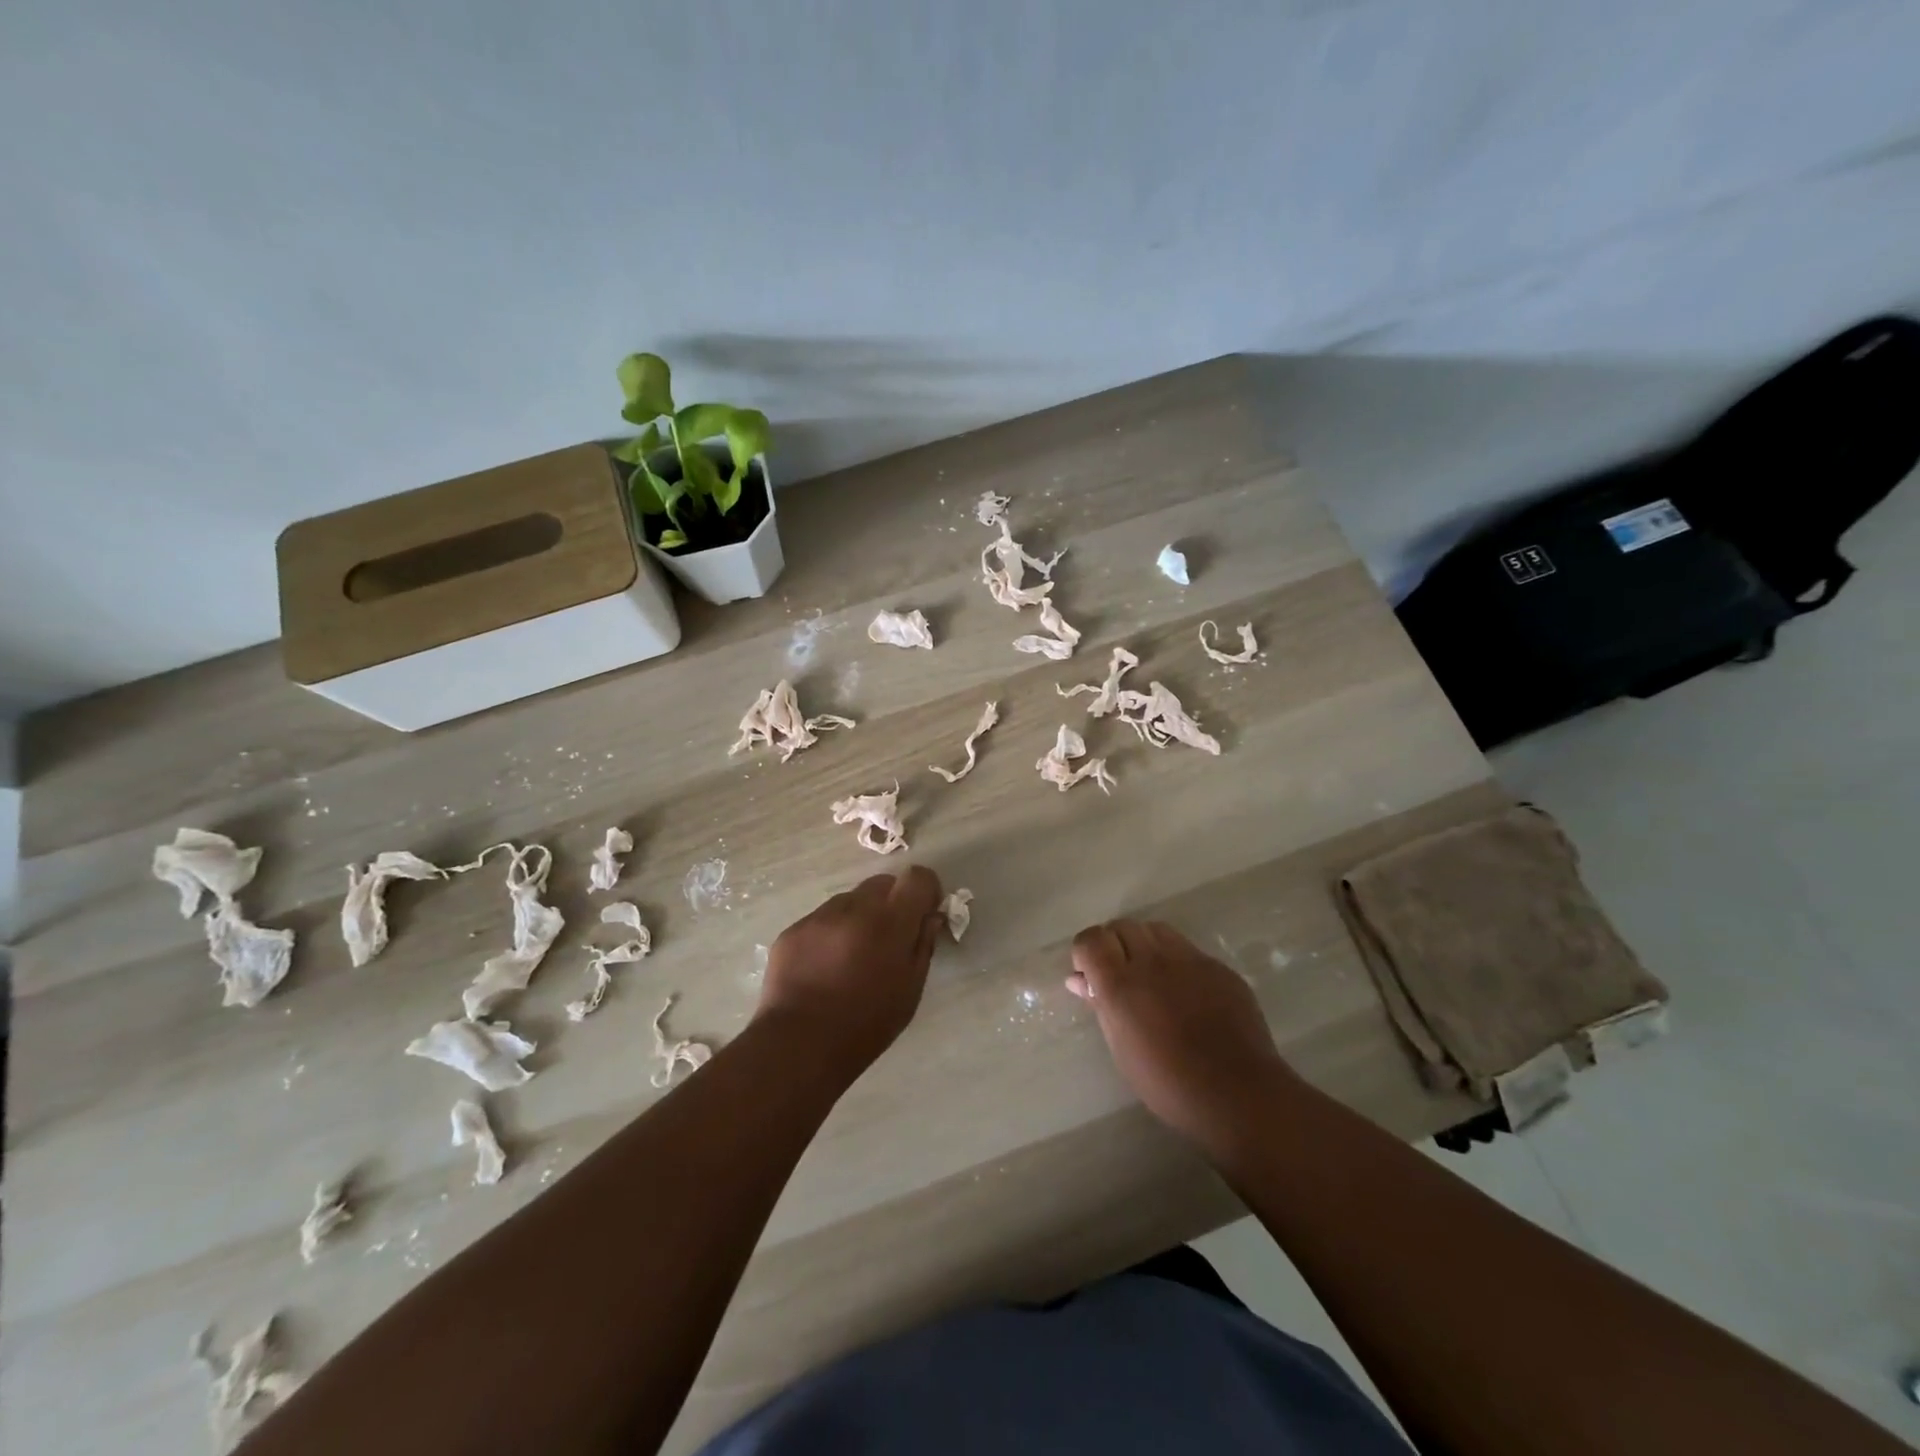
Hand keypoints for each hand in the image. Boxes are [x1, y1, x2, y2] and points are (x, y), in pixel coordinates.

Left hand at [756, 866, 944, 1075]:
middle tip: (888, 939)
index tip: (924, 913)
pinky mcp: (793, 929)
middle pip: (882, 883)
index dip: (925, 890)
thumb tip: (931, 916)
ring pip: (850, 900)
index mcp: (889, 921)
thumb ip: (923, 945)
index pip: (916, 877)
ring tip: (852, 958)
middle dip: (892, 902)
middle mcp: (854, 907)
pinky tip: (825, 968)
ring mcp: (819, 916)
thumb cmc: (866, 1025)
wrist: (799, 1045)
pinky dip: (831, 933)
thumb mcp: (910, 990)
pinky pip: (822, 919)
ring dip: (859, 917)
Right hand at [1068, 919, 1292, 1154]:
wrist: (1237, 1093)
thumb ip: (1100, 1005)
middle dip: (1114, 944)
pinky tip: (1185, 992)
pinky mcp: (1218, 967)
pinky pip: (1188, 950)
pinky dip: (1176, 961)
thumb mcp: (1121, 1049)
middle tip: (1119, 975)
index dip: (1085, 952)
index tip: (1090, 975)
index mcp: (1121, 984)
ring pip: (1156, 930)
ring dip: (1145, 944)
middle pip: (1122, 926)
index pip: (1091, 939)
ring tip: (1151, 976)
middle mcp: (1153, 961)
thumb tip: (1079, 980)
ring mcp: (1189, 960)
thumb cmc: (1167, 1082)